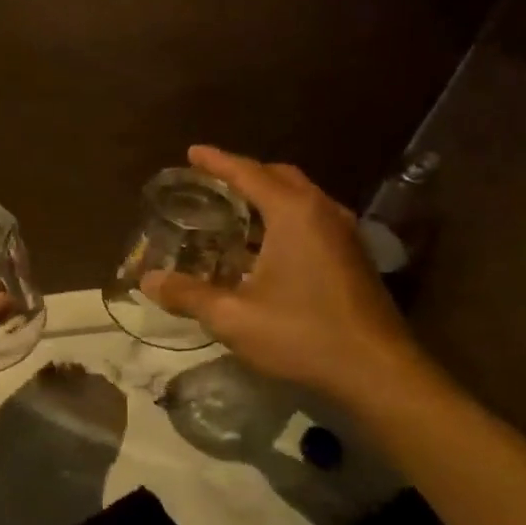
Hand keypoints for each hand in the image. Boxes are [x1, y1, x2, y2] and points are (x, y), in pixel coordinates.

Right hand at [142, 146, 426, 403]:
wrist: (378, 372)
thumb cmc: (303, 334)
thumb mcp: (233, 317)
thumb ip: (188, 294)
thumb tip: (147, 281)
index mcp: (294, 214)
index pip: (249, 174)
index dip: (217, 162)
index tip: (192, 152)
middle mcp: (322, 213)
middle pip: (279, 177)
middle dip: (245, 173)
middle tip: (213, 180)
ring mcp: (344, 234)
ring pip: (300, 198)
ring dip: (267, 196)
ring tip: (236, 209)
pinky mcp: (353, 257)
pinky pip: (312, 219)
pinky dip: (284, 217)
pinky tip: (266, 246)